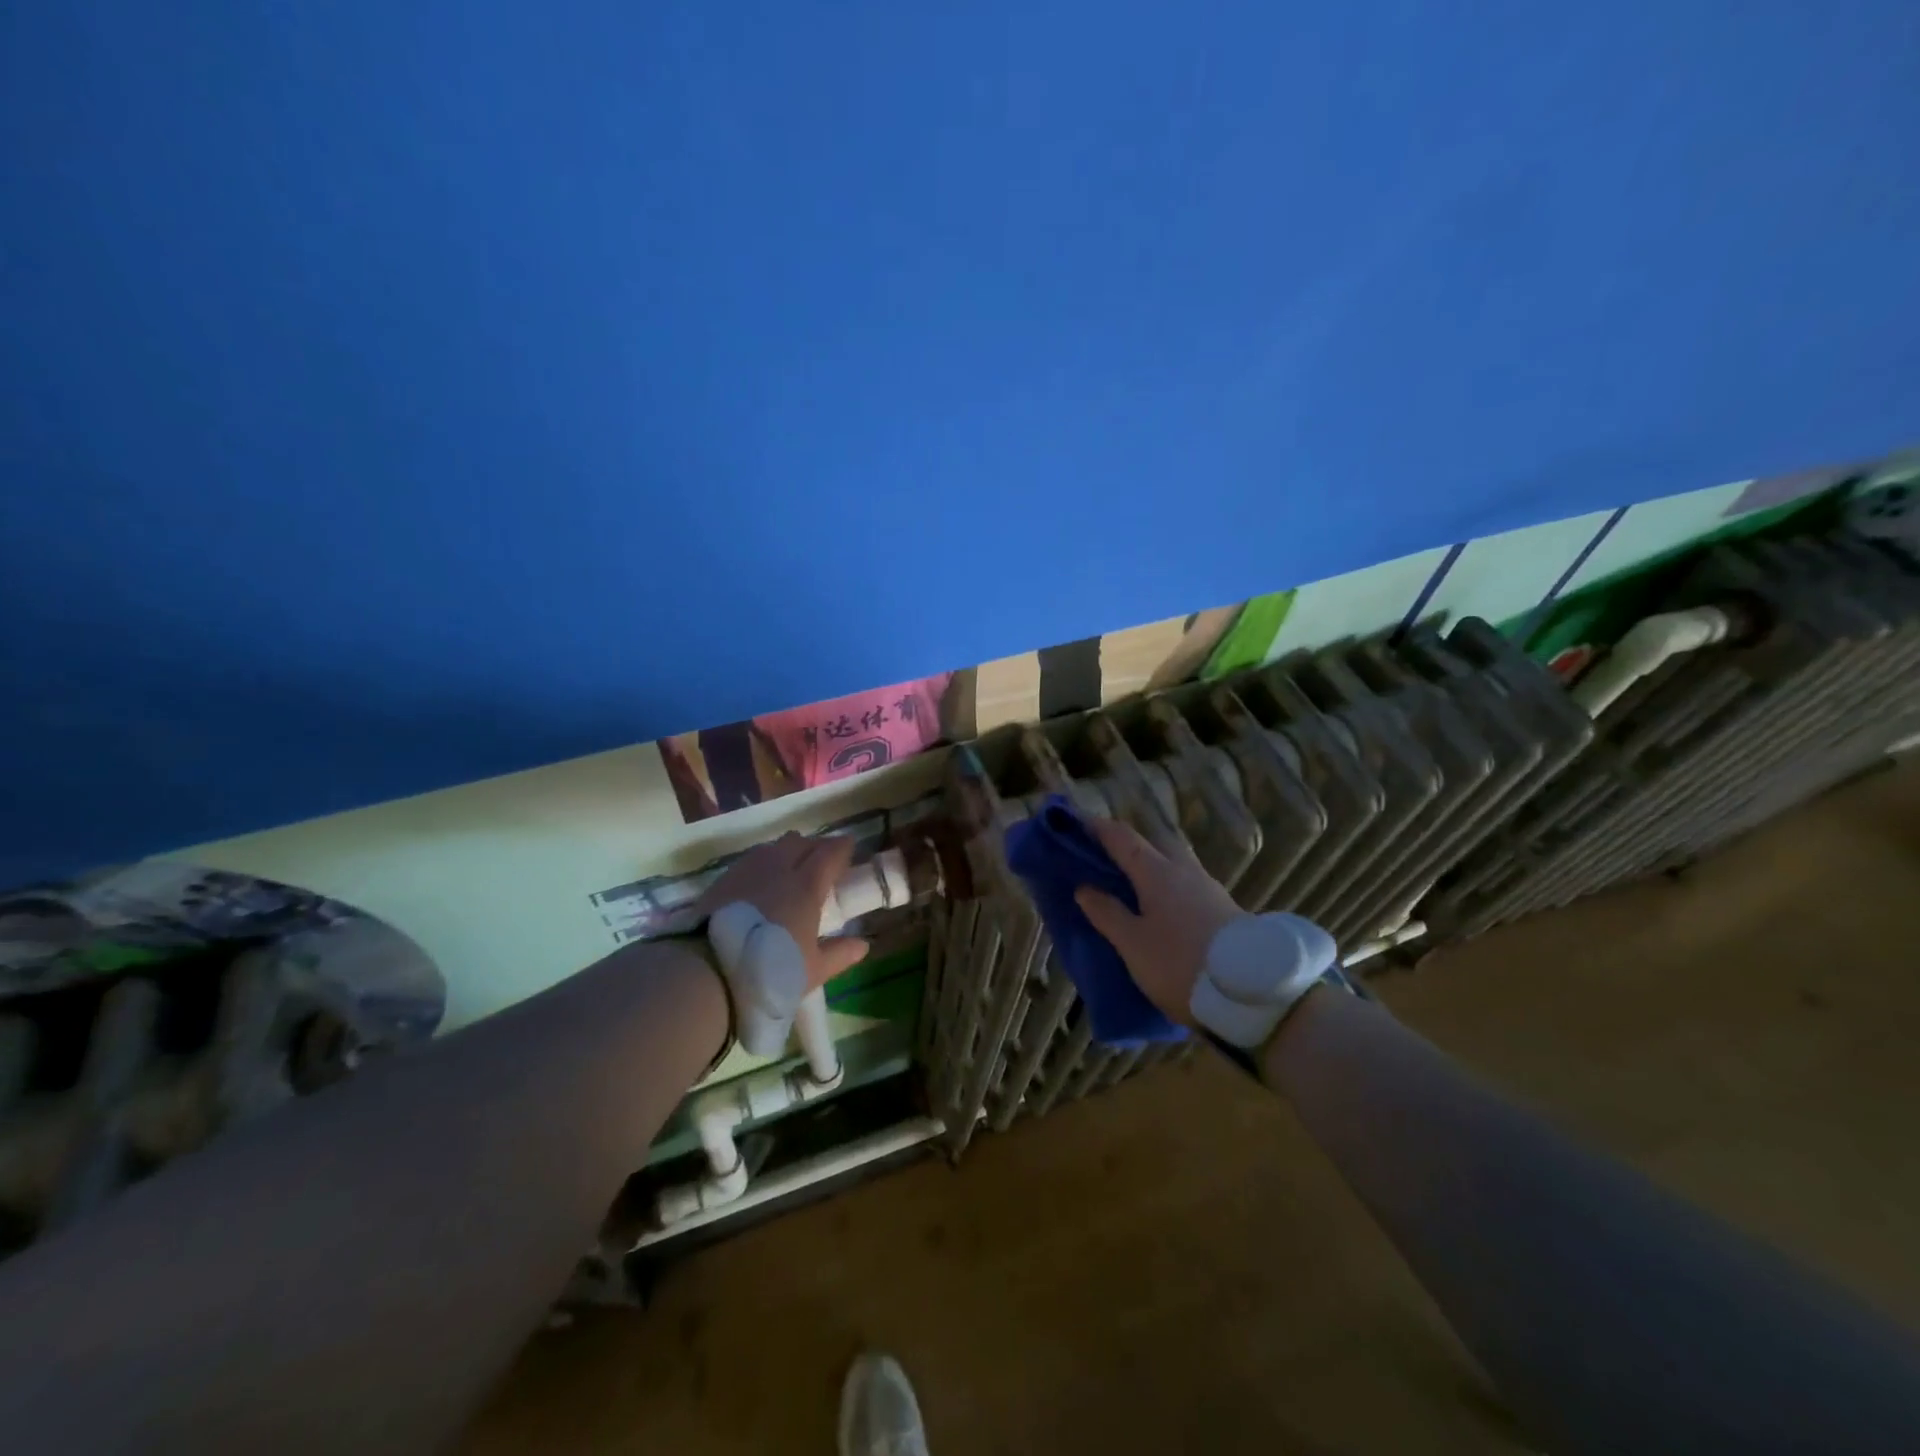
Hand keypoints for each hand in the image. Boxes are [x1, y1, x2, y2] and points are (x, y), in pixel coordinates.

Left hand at [697, 832, 869, 989]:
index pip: (829, 853)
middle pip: (800, 842)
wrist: (709, 971)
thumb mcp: (812, 970)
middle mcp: (779, 869)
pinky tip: (761, 876)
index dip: (841, 847)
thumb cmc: (770, 970)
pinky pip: (751, 859)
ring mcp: (747, 871)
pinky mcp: (723, 880)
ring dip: (787, 849)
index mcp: (806, 886)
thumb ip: (839, 954)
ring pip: (773, 847)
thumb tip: (862, 944)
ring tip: (791, 863)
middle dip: (814, 845)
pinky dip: (763, 861)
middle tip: (822, 857)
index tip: (849, 846)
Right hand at [1074, 818, 1247, 1024]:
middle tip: (1101, 859)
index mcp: (1157, 871)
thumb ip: (1107, 913)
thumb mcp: (1133, 944)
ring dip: (1148, 867)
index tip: (1073, 823)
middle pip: (1152, 844)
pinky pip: (1184, 884)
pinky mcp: (1222, 909)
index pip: (1121, 837)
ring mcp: (1207, 888)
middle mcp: (1184, 870)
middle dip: (1126, 845)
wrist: (1252, 995)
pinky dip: (1164, 886)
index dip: (1095, 827)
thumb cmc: (1180, 963)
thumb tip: (1084, 887)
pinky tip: (1158, 908)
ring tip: (1127, 887)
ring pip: (1172, 864)